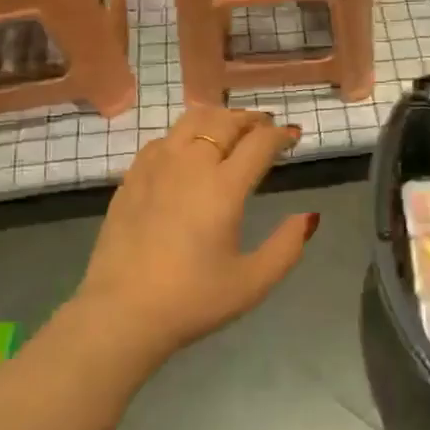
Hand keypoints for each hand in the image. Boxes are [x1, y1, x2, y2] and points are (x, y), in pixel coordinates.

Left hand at [73, 107, 315, 366]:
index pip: (259, 143)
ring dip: (218, 118)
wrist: (121, 312)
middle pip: (225, 121)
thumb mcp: (252, 283)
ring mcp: (156, 166)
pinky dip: (185, 134)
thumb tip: (309, 216)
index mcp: (223, 187)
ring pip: (191, 121)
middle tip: (266, 126)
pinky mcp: (132, 177)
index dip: (281, 135)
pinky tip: (187, 149)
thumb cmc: (191, 300)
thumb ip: (287, 247)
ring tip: (230, 128)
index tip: (293, 136)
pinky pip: (163, 139)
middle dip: (251, 119)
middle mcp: (190, 164)